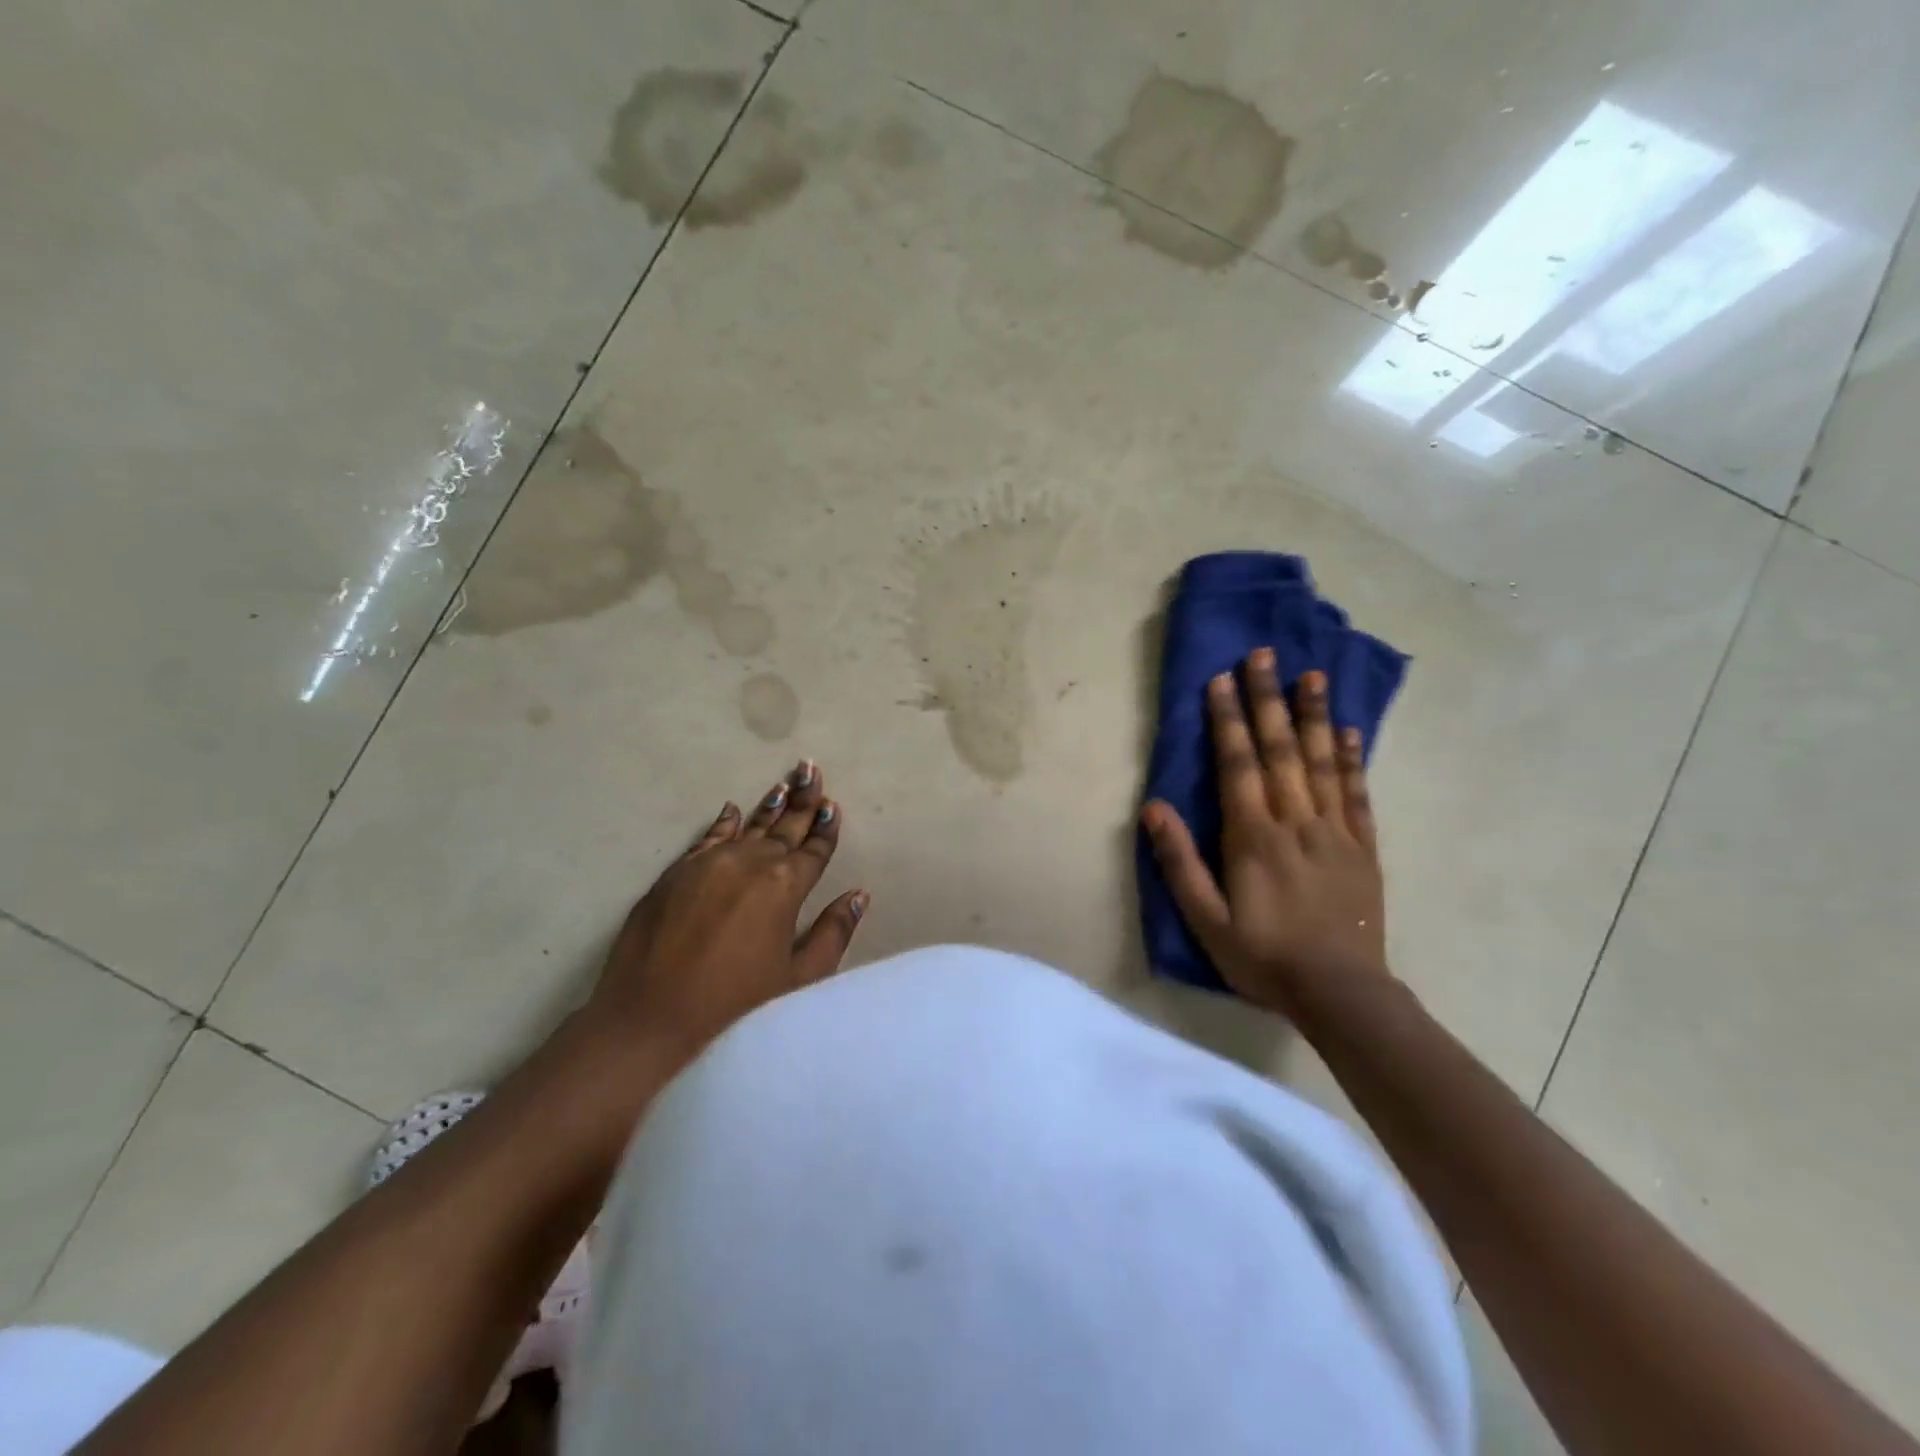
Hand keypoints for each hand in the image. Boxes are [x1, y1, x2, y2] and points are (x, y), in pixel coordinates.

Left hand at [586, 760, 868, 1064]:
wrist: (650, 1017)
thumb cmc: (735, 1004)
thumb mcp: (797, 978)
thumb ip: (833, 933)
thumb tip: (859, 896)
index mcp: (785, 887)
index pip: (813, 850)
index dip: (825, 828)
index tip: (832, 805)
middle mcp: (750, 863)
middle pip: (784, 828)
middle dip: (802, 801)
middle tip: (811, 770)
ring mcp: (710, 863)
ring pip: (749, 827)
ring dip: (769, 807)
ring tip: (785, 783)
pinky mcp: (677, 873)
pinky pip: (708, 838)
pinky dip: (724, 823)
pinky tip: (733, 810)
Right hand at [1141, 651, 1389, 1014]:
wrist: (1341, 993)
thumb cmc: (1263, 957)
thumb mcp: (1206, 920)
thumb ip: (1180, 863)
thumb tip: (1153, 808)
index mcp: (1253, 837)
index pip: (1238, 766)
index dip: (1228, 720)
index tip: (1222, 680)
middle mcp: (1295, 822)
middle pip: (1280, 751)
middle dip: (1268, 700)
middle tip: (1263, 655)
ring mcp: (1335, 832)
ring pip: (1324, 762)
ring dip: (1315, 716)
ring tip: (1311, 675)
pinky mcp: (1364, 848)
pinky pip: (1358, 794)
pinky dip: (1353, 759)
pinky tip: (1349, 730)